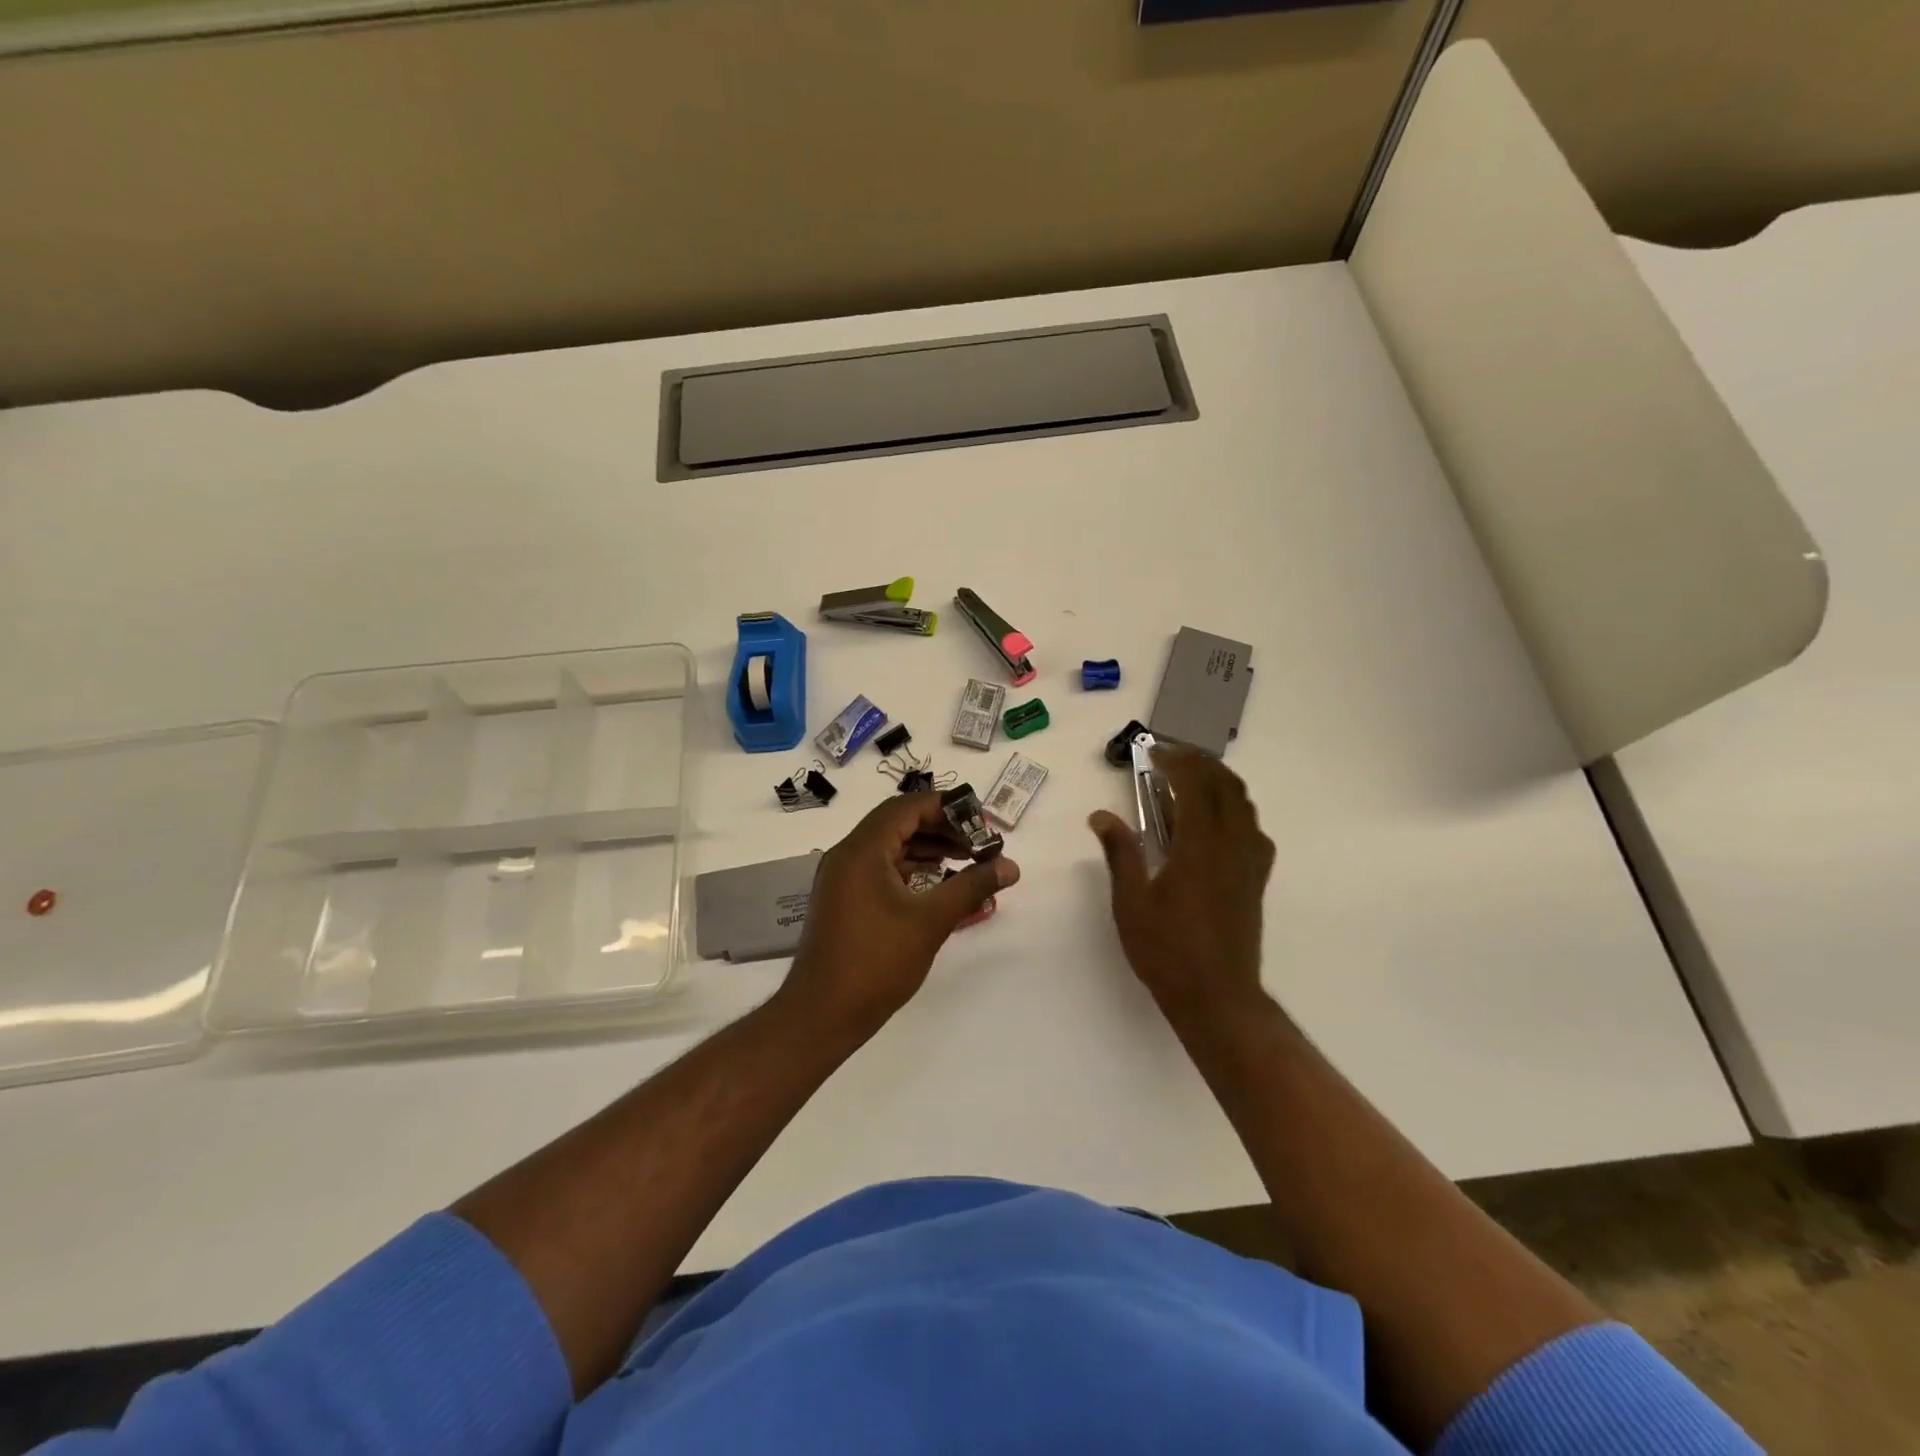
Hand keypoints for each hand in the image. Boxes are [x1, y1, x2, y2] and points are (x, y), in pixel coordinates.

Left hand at [782, 791, 1020, 1033]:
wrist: (821, 1015)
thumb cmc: (876, 962)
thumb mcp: (931, 921)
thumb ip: (972, 886)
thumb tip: (1010, 865)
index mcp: (862, 850)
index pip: (908, 807)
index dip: (947, 808)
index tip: (981, 823)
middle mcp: (847, 855)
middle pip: (898, 823)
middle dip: (941, 828)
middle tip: (978, 843)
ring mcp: (842, 878)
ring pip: (890, 846)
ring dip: (927, 848)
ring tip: (967, 861)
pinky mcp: (844, 900)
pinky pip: (880, 868)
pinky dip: (910, 869)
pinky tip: (937, 884)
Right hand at [1088, 748, 1274, 1024]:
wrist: (1218, 998)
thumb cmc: (1168, 952)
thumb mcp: (1131, 904)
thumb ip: (1120, 854)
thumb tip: (1100, 815)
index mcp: (1200, 849)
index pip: (1195, 787)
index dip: (1177, 763)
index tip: (1154, 753)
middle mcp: (1231, 847)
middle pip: (1226, 787)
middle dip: (1200, 764)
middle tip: (1171, 758)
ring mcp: (1249, 863)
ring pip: (1244, 805)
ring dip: (1220, 782)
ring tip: (1191, 780)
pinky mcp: (1256, 880)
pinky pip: (1253, 829)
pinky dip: (1235, 809)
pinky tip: (1215, 822)